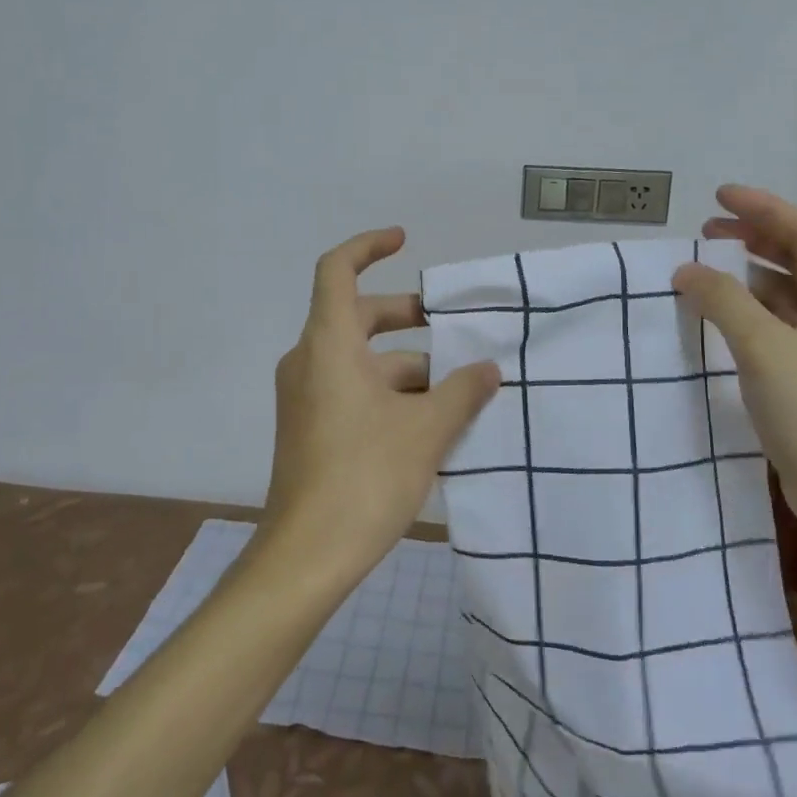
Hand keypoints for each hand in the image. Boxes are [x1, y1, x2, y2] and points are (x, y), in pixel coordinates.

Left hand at [262, 228, 499, 580]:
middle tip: (452, 329)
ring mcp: (306, 397)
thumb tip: (489, 370)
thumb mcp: (426, 430)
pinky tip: (431, 423)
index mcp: (328, 344)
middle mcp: (310, 361)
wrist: (306, 556)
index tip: (405, 240)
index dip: (369, 246)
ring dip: (407, 366)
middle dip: (406, 317)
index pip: (337, 270)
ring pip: (360, 360)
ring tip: (459, 389)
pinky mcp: (310, 428)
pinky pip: (352, 390)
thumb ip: (462, 392)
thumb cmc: (365, 477)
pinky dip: (389, 392)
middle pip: (357, 316)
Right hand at [671, 186, 796, 547]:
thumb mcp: (764, 346)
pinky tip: (718, 318)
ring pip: (787, 294)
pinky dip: (748, 311)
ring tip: (706, 269)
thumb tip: (686, 270)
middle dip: (754, 239)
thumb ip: (722, 301)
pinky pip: (777, 326)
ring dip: (748, 276)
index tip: (718, 196)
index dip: (764, 208)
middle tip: (707, 230)